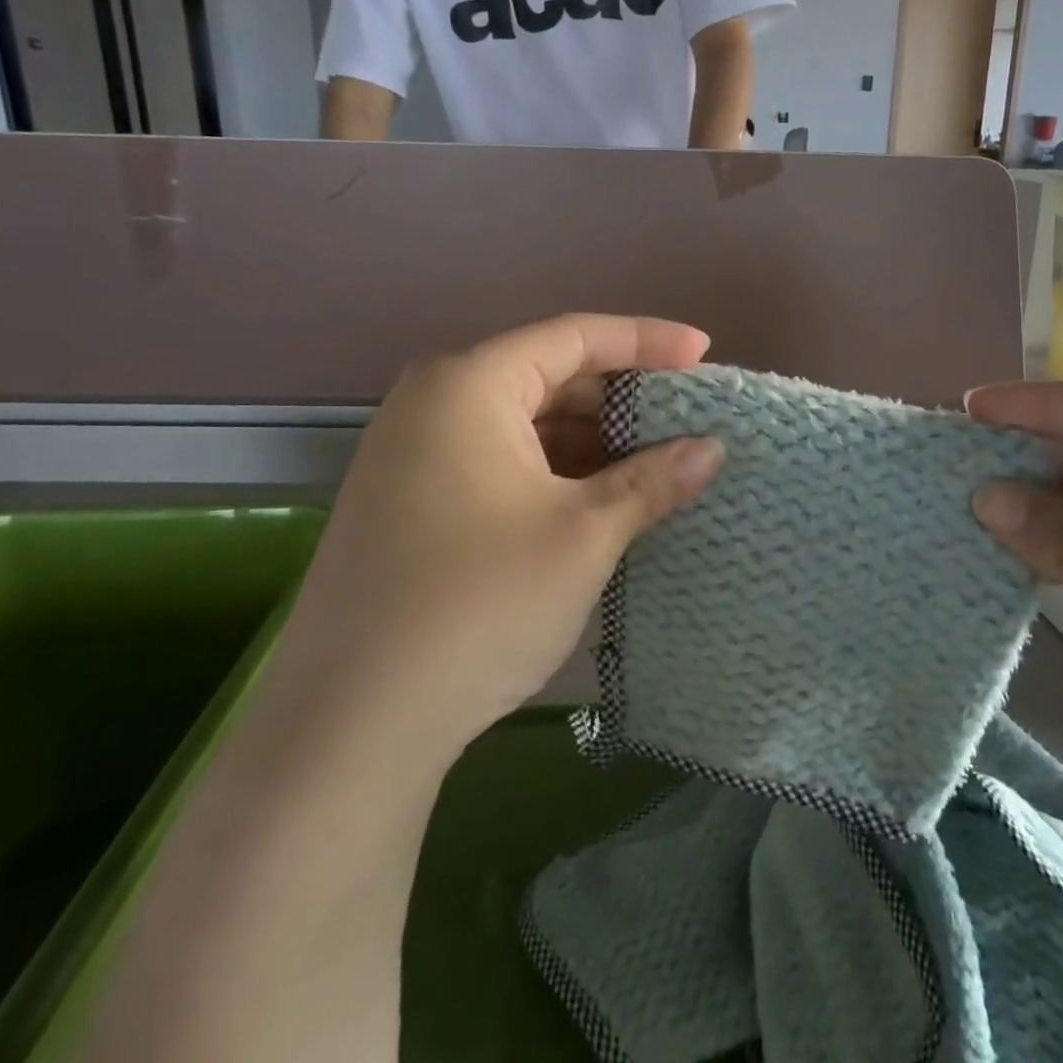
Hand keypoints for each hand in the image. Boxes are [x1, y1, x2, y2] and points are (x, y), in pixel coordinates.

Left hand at [292, 315, 723, 754]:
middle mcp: (432, 401)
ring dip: (590, 441)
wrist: (350, 726)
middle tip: (685, 420)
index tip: (703, 352)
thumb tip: (712, 449)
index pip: (575, 336)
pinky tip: (597, 499)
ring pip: (523, 423)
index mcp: (469, 383)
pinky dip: (552, 471)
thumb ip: (652, 481)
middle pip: (547, 375)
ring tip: (654, 464)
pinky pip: (497, 460)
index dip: (647, 340)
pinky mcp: (409, 500)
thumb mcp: (582, 535)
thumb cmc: (478, 604)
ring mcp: (413, 453)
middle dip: (621, 398)